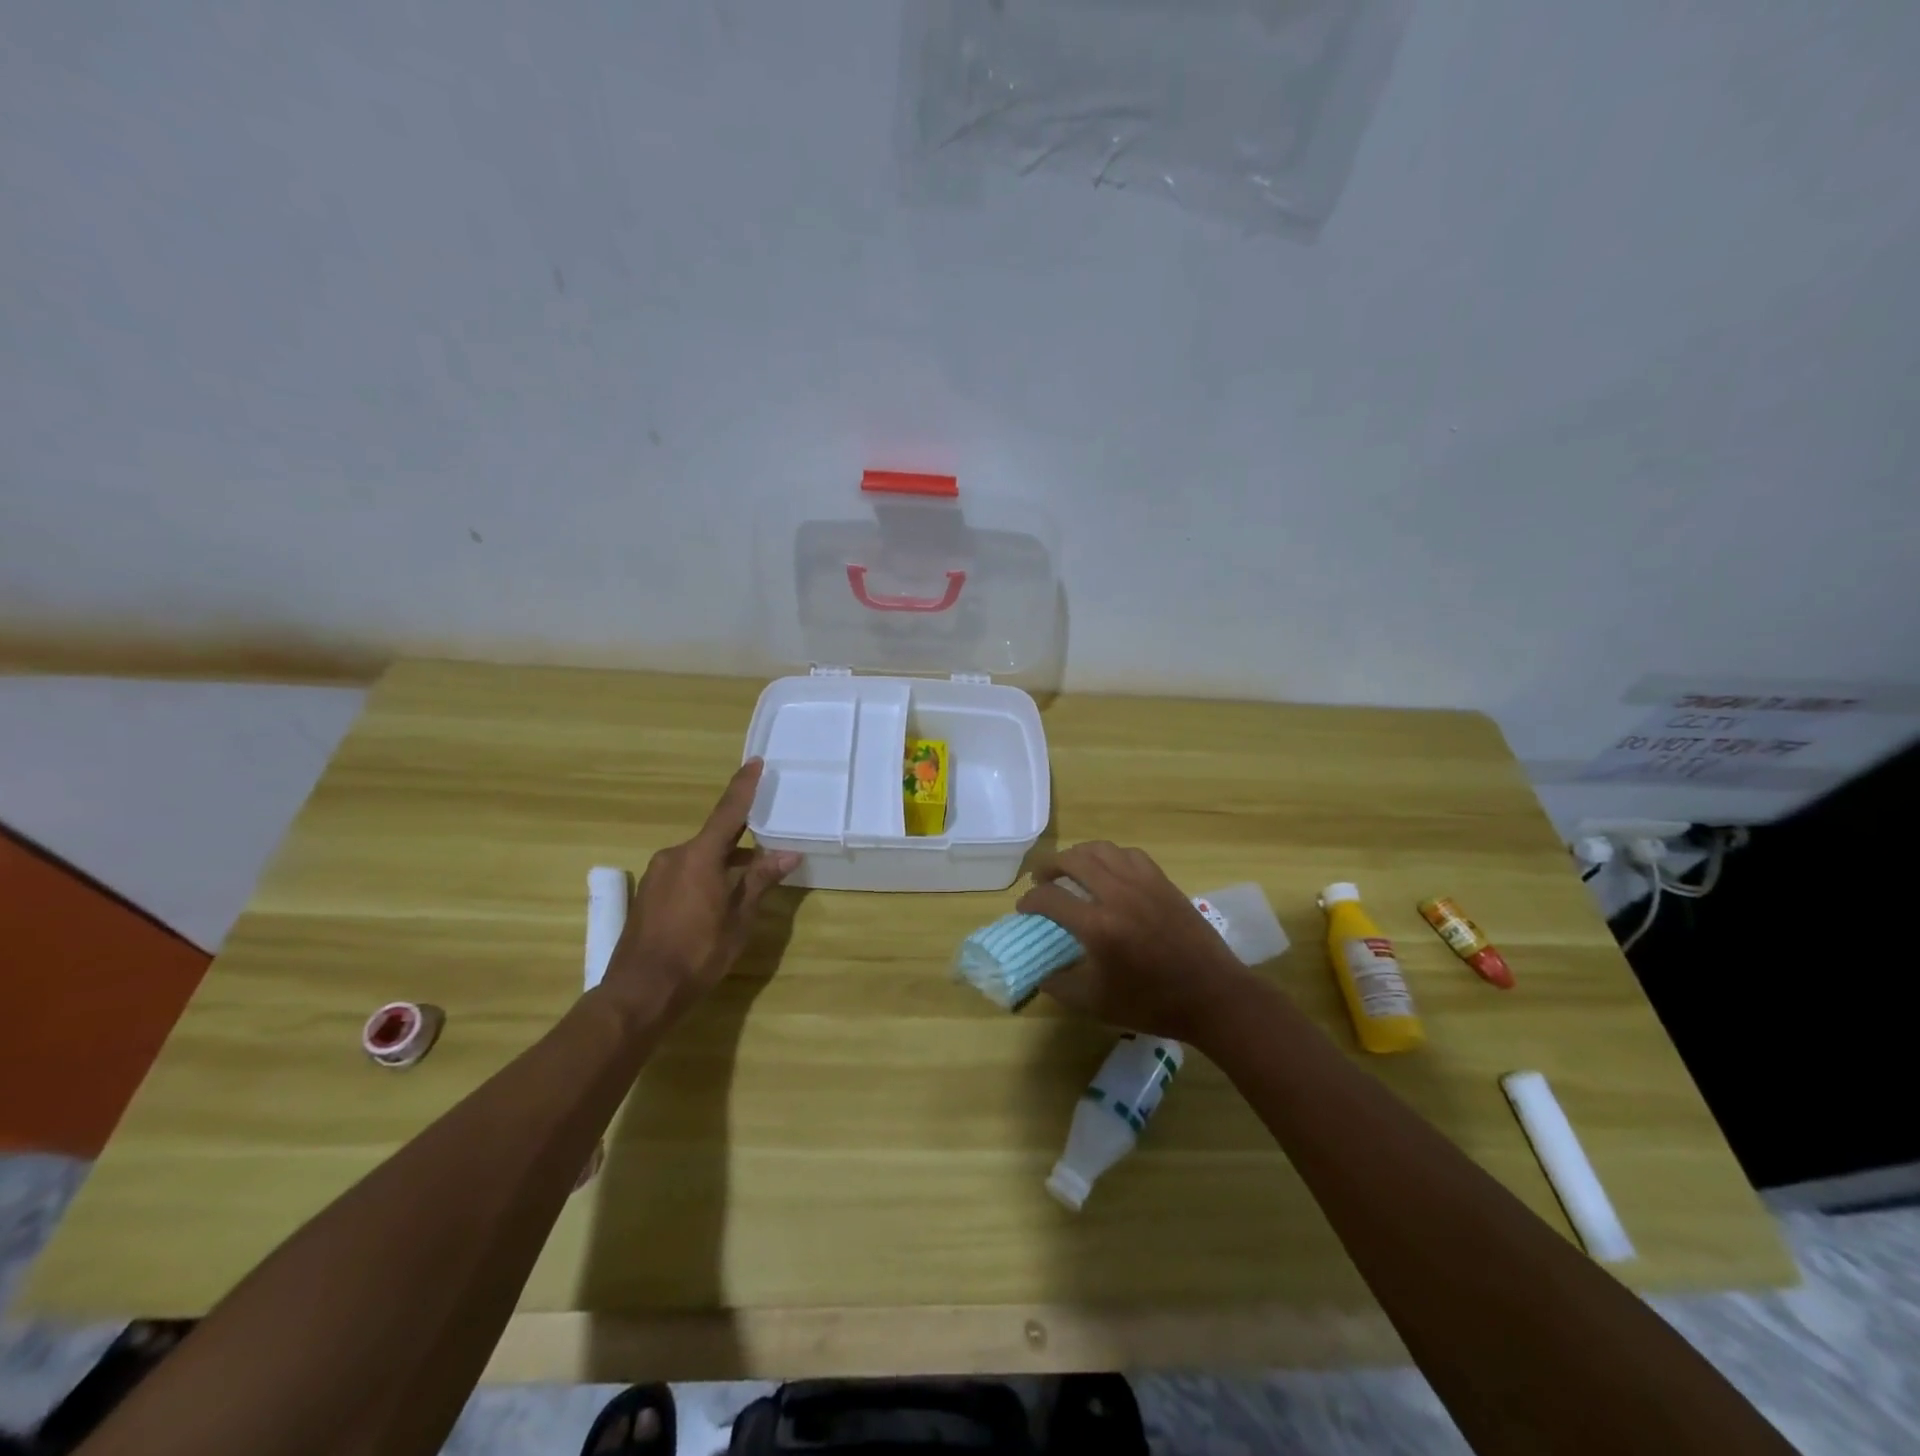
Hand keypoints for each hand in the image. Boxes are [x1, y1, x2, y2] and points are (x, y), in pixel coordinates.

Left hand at [604, 759, 799, 1020]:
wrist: (640, 992)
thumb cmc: (697, 954)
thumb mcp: (738, 919)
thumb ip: (760, 882)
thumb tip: (787, 854)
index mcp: (699, 856)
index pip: (729, 812)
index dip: (744, 787)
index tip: (756, 762)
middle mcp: (675, 856)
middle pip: (715, 837)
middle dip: (742, 839)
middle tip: (769, 841)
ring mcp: (658, 875)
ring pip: (700, 857)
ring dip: (725, 862)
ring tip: (750, 879)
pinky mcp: (649, 894)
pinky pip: (685, 872)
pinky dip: (706, 876)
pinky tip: (720, 898)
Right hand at [1017, 841, 1254, 1045]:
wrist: (1213, 996)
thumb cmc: (1153, 1004)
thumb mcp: (1096, 1004)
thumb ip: (1060, 986)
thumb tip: (1041, 972)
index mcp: (1098, 926)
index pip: (1050, 898)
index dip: (1029, 901)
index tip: (1023, 908)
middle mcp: (1118, 894)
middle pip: (1073, 860)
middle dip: (1049, 866)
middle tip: (1041, 880)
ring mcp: (1143, 883)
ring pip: (1101, 850)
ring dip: (1078, 855)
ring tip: (1070, 869)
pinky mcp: (1163, 882)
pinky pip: (1129, 855)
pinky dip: (1110, 857)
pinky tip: (1108, 872)